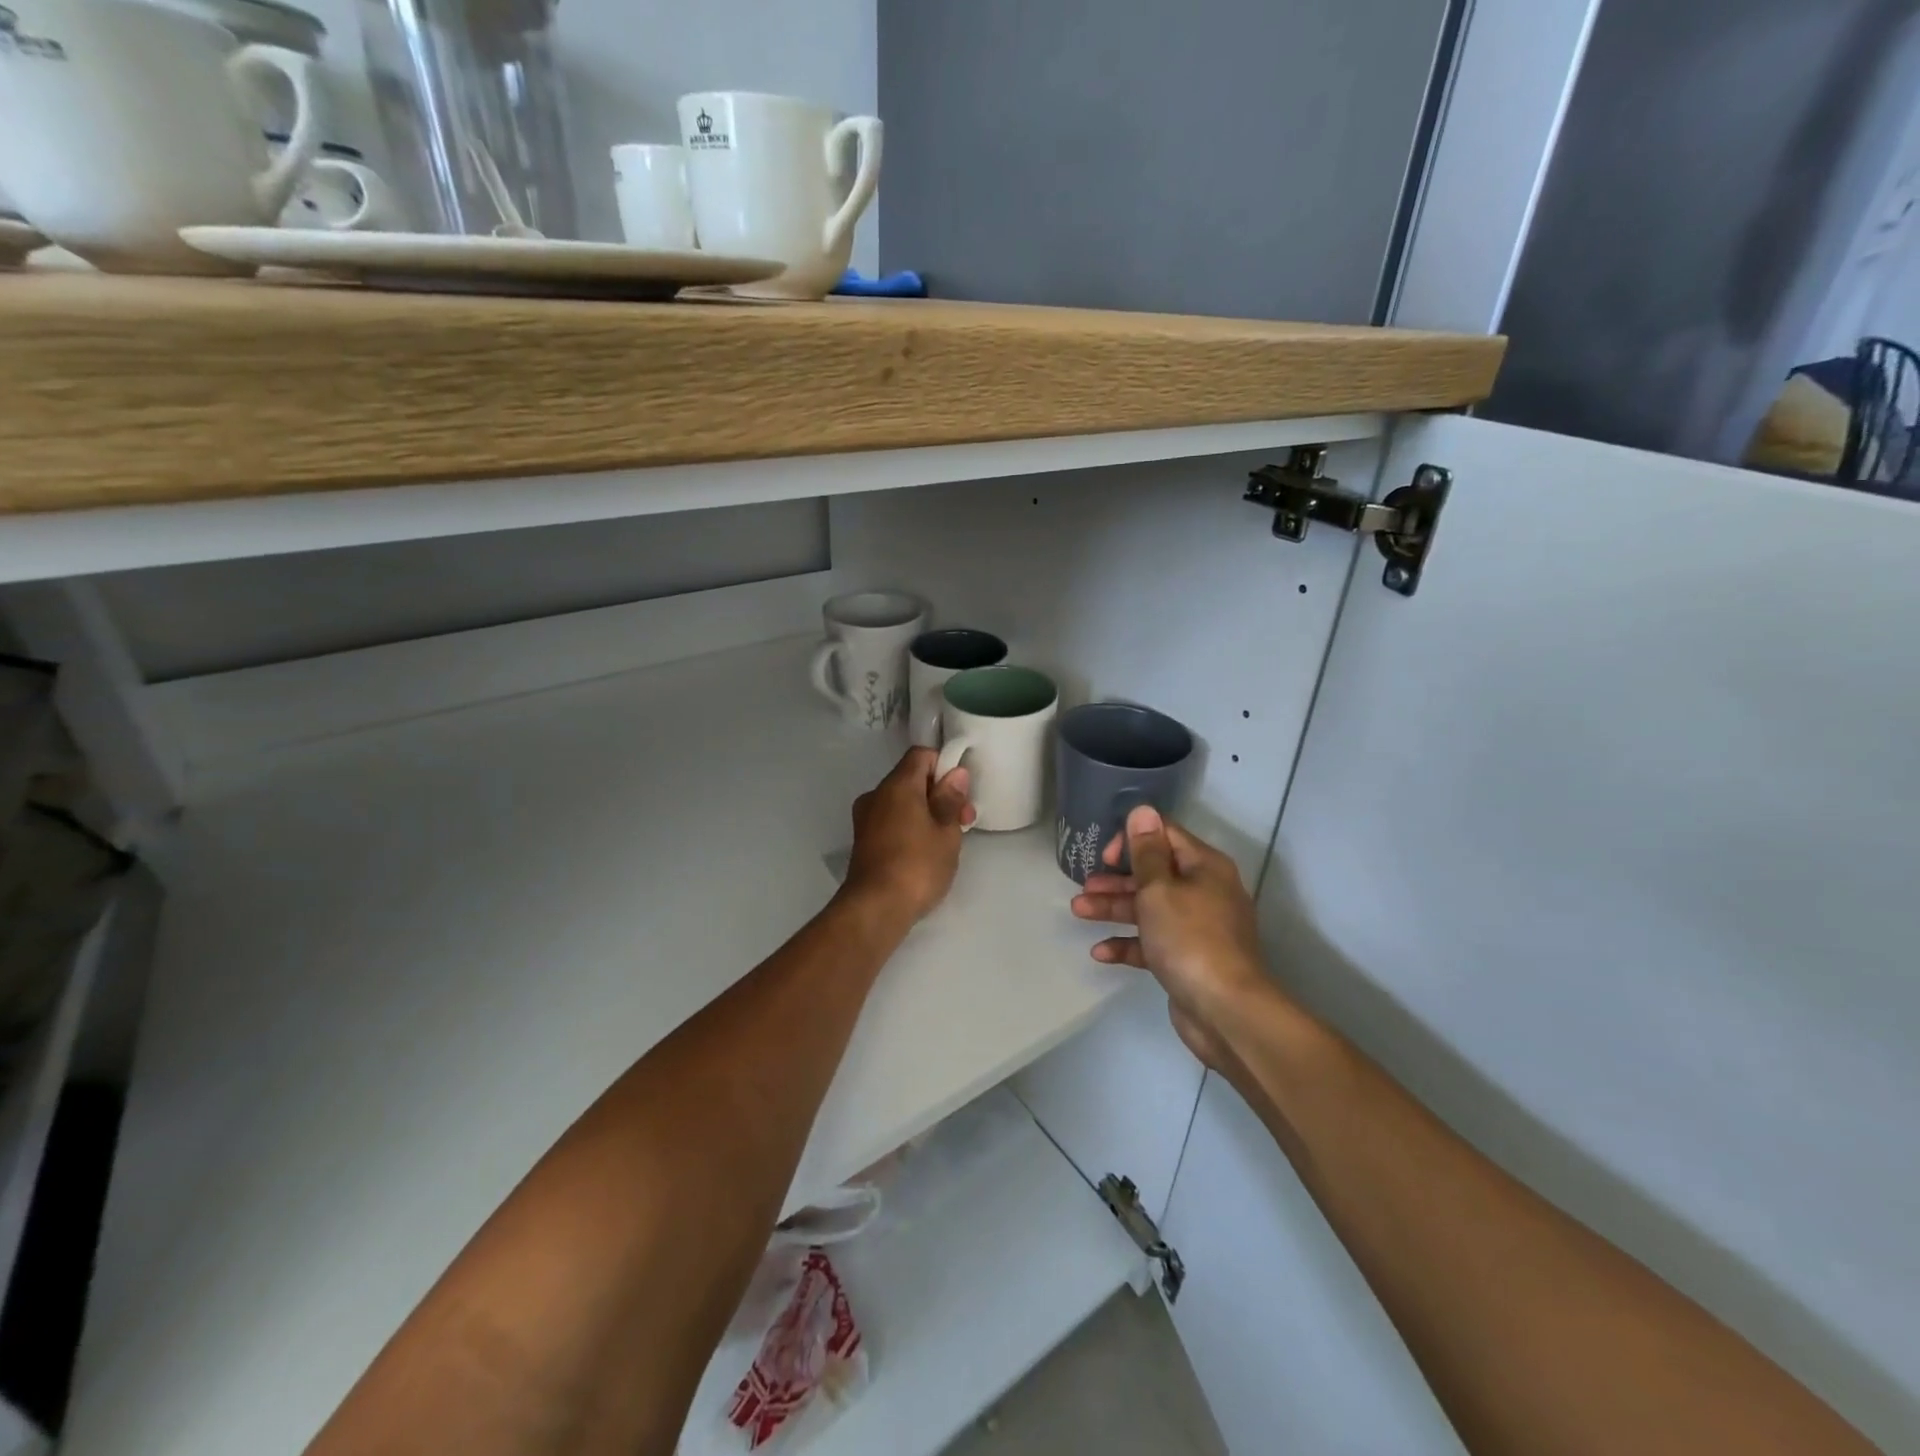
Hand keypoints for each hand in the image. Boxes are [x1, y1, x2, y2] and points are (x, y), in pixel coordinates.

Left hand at [843, 747, 974, 922]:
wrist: (875, 909)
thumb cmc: (917, 866)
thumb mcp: (946, 832)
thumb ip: (950, 799)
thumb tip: (955, 773)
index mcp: (897, 785)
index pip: (921, 756)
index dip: (944, 767)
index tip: (961, 793)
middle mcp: (876, 795)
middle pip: (911, 780)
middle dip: (939, 795)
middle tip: (964, 822)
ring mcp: (865, 819)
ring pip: (901, 803)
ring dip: (926, 813)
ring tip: (947, 842)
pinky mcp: (863, 842)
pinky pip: (891, 821)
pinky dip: (910, 828)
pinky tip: (925, 853)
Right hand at [1069, 805, 1272, 1070]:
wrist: (1225, 1010)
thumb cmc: (1189, 938)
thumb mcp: (1159, 889)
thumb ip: (1146, 851)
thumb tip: (1143, 810)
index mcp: (1203, 867)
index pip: (1165, 835)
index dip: (1132, 839)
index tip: (1106, 856)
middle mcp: (1204, 892)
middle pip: (1153, 874)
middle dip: (1116, 878)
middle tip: (1085, 884)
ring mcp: (1197, 928)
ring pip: (1149, 908)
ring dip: (1114, 907)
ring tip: (1078, 910)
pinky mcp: (1187, 959)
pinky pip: (1152, 942)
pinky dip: (1128, 944)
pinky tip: (1100, 952)